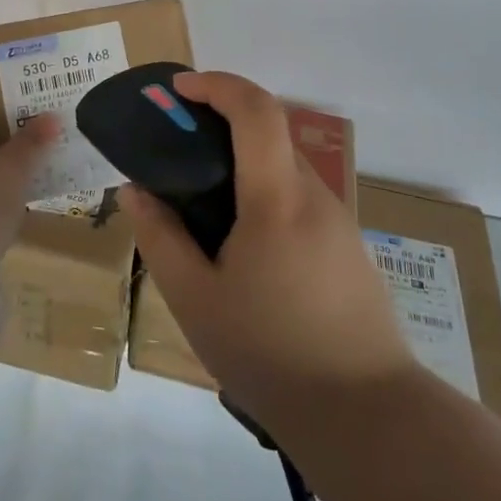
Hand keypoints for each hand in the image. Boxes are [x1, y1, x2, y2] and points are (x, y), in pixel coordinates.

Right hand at [123, 71, 414, 429]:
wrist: (367, 416)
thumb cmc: (270, 354)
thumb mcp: (195, 300)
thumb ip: (161, 237)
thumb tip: (134, 190)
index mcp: (277, 200)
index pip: (256, 111)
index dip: (217, 85)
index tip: (179, 89)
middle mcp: (314, 196)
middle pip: (270, 133)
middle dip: (222, 122)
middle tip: (177, 147)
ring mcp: (338, 221)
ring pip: (284, 167)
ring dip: (243, 162)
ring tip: (202, 203)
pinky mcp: (348, 247)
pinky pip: (299, 198)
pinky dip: (264, 192)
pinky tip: (242, 244)